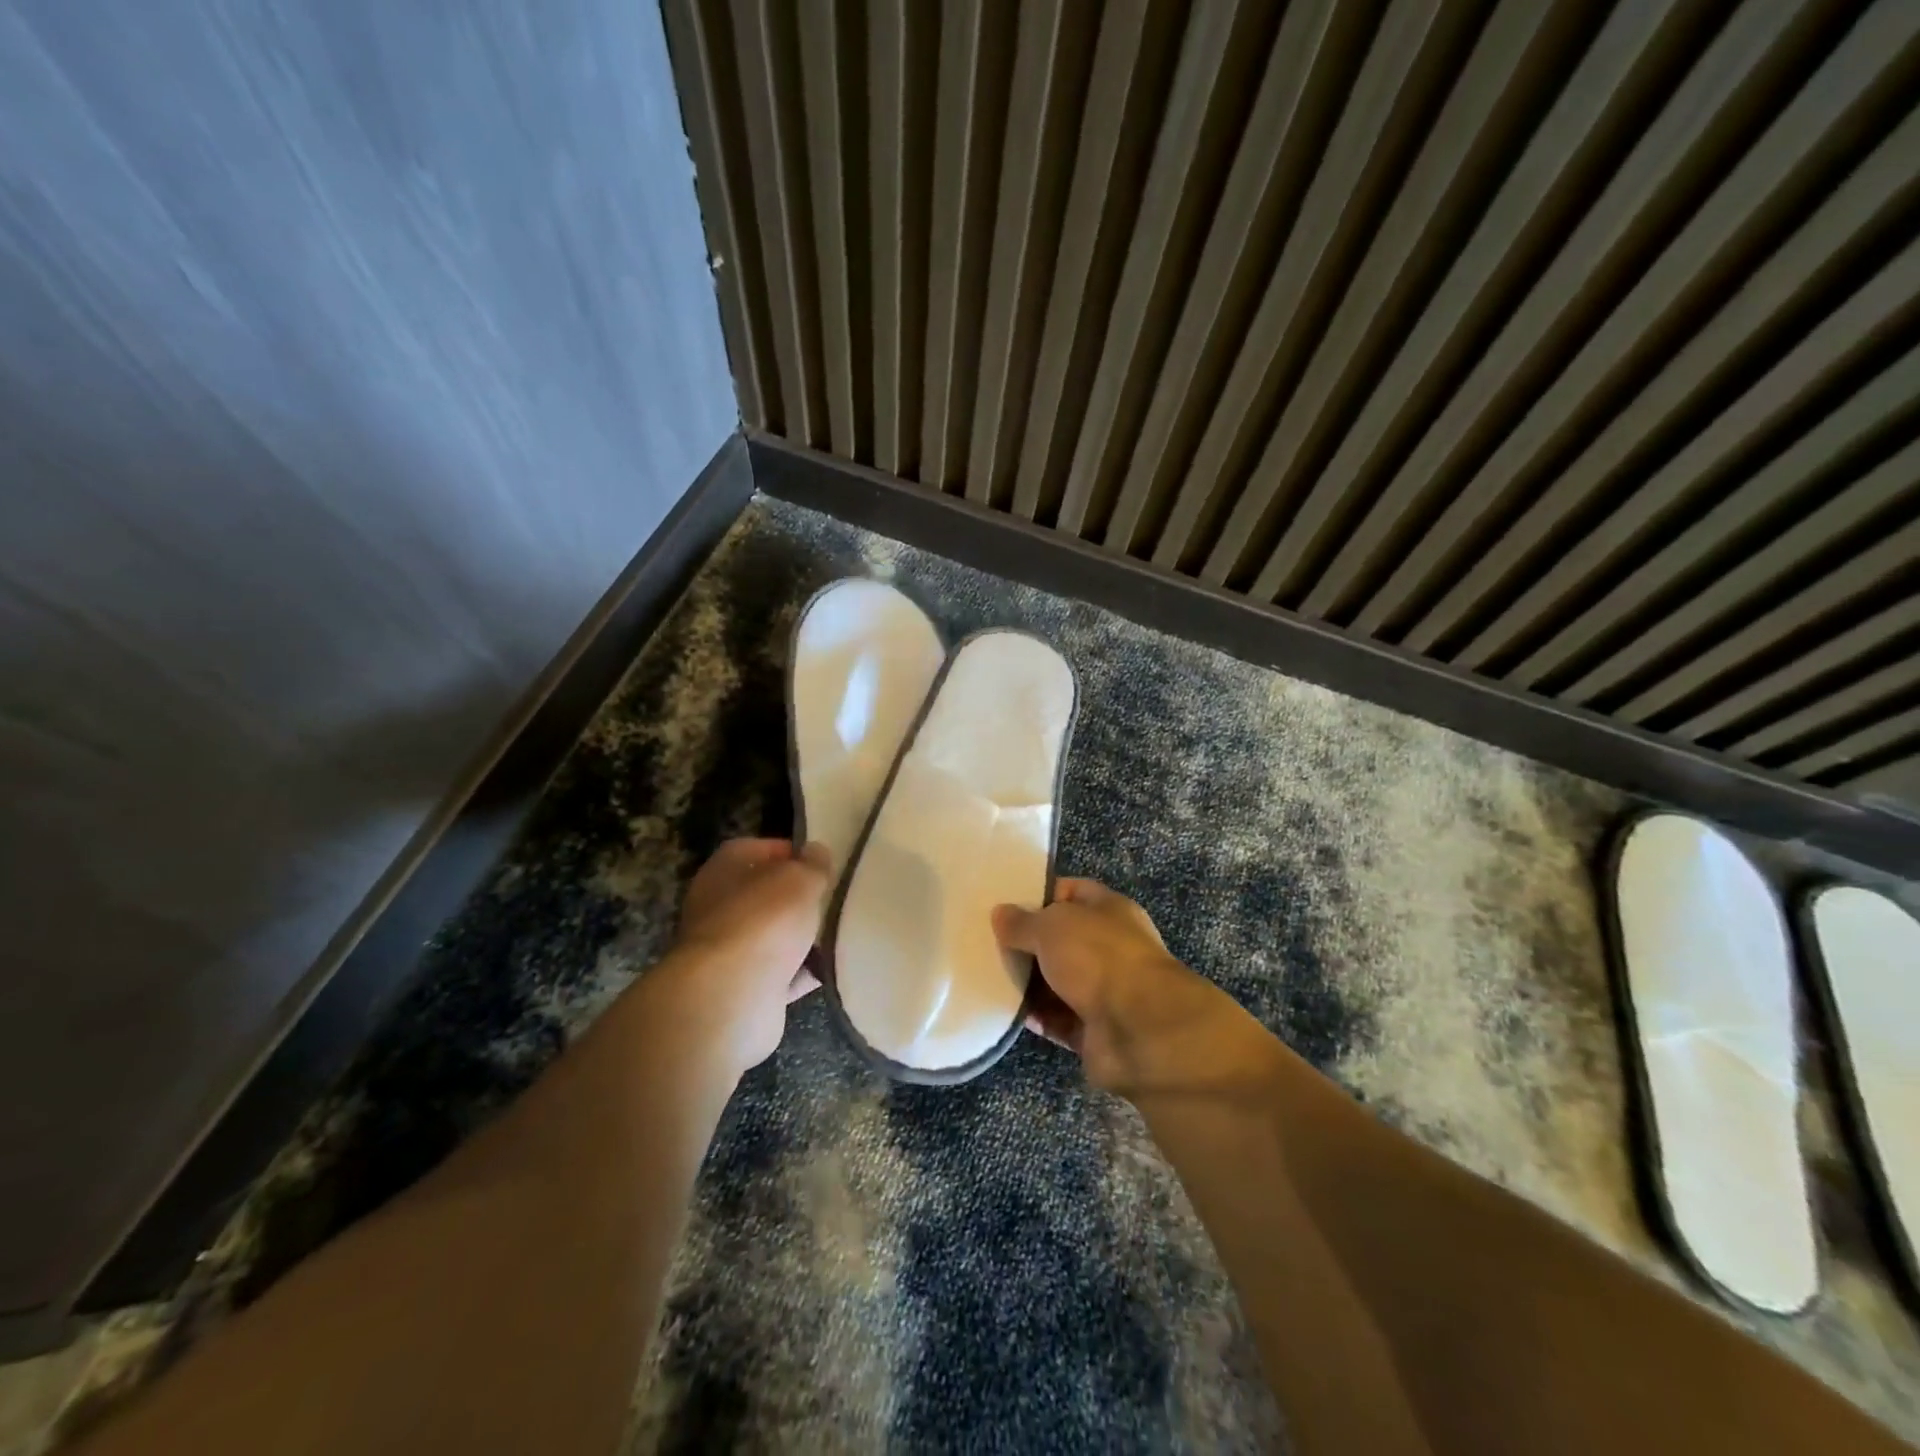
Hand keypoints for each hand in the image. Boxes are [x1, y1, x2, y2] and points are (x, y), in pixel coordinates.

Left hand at [660, 838, 830, 1073]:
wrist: (731, 997)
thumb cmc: (763, 921)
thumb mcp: (799, 880)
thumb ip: (812, 865)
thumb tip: (816, 852)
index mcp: (723, 871)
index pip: (754, 849)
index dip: (788, 851)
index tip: (820, 861)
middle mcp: (718, 908)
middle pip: (763, 895)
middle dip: (797, 897)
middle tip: (833, 896)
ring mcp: (728, 951)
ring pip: (772, 935)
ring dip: (801, 936)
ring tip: (839, 930)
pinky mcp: (742, 988)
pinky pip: (781, 973)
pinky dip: (803, 971)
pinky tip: (832, 967)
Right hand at [993, 880, 1280, 1102]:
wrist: (1141, 1030)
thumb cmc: (1098, 958)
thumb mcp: (1051, 926)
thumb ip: (1022, 921)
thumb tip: (1000, 913)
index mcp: (1109, 910)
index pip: (1071, 892)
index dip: (1039, 895)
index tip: (1004, 904)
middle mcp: (1109, 947)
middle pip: (1061, 940)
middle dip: (1028, 943)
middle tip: (987, 943)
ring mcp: (1104, 990)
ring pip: (1057, 982)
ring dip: (1028, 983)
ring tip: (987, 977)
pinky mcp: (1094, 1030)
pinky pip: (1057, 1019)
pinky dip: (1036, 1017)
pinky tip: (1005, 1011)